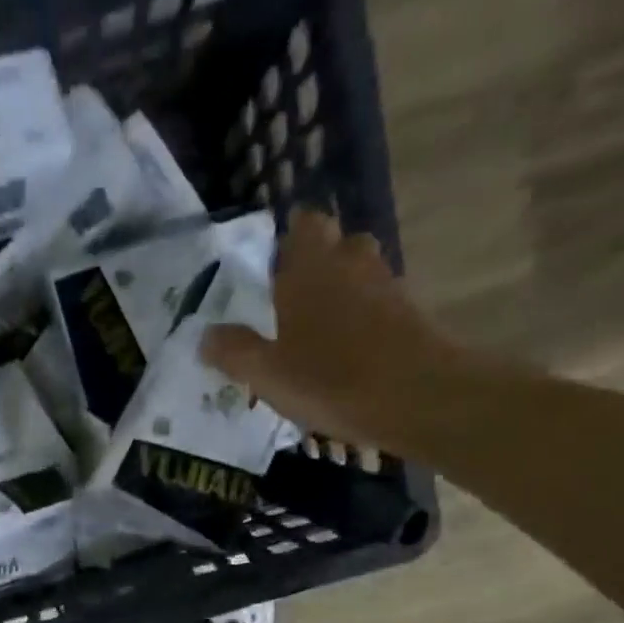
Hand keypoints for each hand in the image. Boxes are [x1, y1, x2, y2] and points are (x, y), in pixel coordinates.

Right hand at [202, 207, 468, 456]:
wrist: (418, 397)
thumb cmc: (331, 379)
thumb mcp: (266, 373)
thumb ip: (234, 351)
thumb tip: (205, 335)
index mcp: (310, 266)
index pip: (303, 224)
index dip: (288, 242)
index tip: (271, 272)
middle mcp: (352, 262)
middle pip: (336, 246)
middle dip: (317, 267)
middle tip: (292, 306)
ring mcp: (387, 286)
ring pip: (361, 276)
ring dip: (343, 295)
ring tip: (319, 336)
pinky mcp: (412, 315)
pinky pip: (380, 307)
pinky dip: (365, 322)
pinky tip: (350, 357)